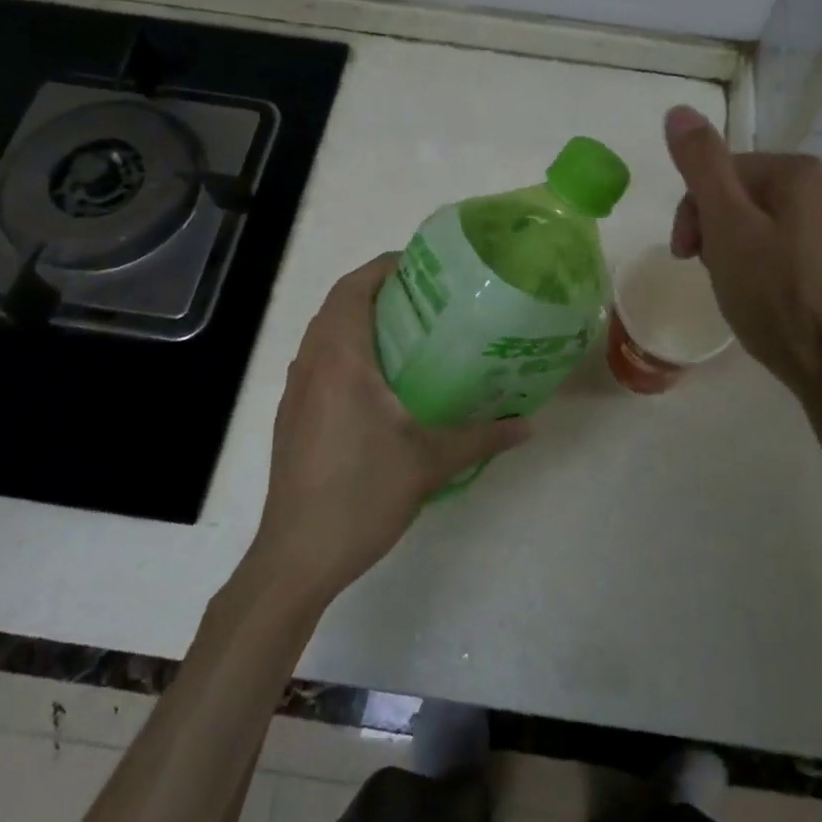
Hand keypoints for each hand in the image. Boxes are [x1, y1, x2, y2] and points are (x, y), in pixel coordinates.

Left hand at [247, 254, 531, 602]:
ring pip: (324, 335)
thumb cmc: (362, 495)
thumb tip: (529, 423)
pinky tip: (380, 383)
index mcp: (340, 361)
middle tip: (427, 299)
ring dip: (359, 322)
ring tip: (408, 333)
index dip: (383, 267)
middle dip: (377, 292)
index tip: (423, 266)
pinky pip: (318, 363)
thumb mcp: (430, 463)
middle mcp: (311, 365)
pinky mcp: (292, 417)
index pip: (353, 289)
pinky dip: (346, 351)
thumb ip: (482, 436)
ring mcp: (296, 392)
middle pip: (337, 306)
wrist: (298, 555)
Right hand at [664, 106, 821, 408]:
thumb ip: (702, 166)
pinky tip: (770, 297)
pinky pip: (798, 246)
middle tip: (708, 273)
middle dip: (718, 229)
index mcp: (802, 172)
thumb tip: (679, 111)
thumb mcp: (726, 228)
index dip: (694, 212)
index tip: (685, 257)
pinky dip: (774, 264)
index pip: (723, 172)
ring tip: (737, 289)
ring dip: (742, 247)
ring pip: (772, 222)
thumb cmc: (775, 298)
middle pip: (748, 195)